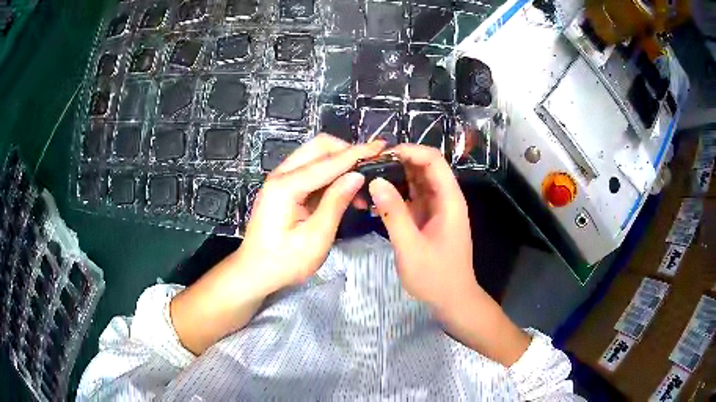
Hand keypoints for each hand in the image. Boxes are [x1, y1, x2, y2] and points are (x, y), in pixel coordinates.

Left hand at [240, 135, 385, 293]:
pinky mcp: (283, 188)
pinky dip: (330, 174)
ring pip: (315, 156)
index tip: (382, 146)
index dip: (357, 153)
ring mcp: (280, 179)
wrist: (254, 272)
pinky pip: (311, 170)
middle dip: (347, 151)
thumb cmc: (284, 262)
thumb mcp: (315, 238)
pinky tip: (345, 191)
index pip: (328, 162)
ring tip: (361, 185)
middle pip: (319, 147)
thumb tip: (357, 176)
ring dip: (340, 163)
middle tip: (371, 166)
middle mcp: (281, 175)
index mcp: (286, 186)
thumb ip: (335, 203)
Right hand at [368, 144, 476, 310]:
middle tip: (367, 168)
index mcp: (449, 199)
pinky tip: (374, 201)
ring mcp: (436, 209)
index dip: (409, 151)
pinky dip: (395, 196)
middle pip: (423, 167)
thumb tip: (375, 181)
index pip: (433, 160)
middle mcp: (445, 198)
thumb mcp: (410, 247)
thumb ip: (393, 214)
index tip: (381, 156)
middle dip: (397, 162)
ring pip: (415, 182)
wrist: (452, 299)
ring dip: (394, 178)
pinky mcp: (428, 219)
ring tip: (367, 181)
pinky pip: (411, 199)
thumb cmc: (435, 276)